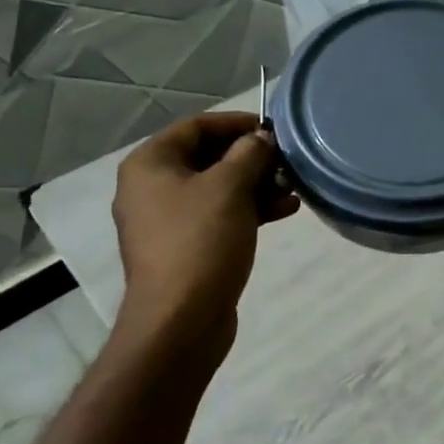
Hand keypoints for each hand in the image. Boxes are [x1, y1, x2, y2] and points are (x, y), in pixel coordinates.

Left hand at [112, 112, 297, 361]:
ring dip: (257, 184)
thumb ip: (249, 153)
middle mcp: (152, 187)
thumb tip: (261, 139)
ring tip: (293, 189)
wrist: (181, 320)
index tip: (274, 130)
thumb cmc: (201, 241)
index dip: (237, 123)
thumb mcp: (230, 187)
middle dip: (252, 158)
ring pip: (218, 188)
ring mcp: (168, 220)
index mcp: (150, 164)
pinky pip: (220, 215)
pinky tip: (286, 211)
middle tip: (287, 162)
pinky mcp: (186, 246)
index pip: (197, 126)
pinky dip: (250, 209)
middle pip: (208, 156)